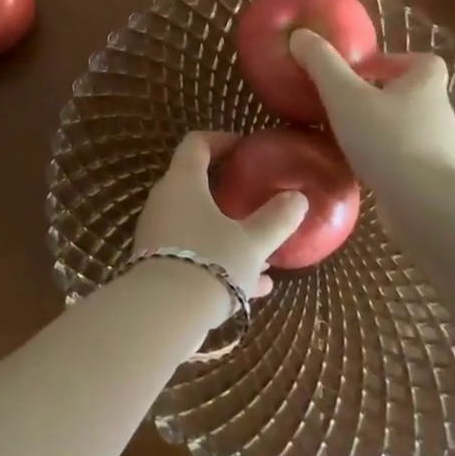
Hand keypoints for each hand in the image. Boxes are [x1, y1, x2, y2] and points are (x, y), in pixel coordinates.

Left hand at [132, 132, 308, 314]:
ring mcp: (158, 233)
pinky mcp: (156, 264)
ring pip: (197, 224)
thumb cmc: (210, 262)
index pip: (196, 144)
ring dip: (228, 234)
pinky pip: (192, 253)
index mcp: (183, 181)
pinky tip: (254, 287)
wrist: (162, 314)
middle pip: (195, 185)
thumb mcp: (252, 242)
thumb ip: (276, 219)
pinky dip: (219, 261)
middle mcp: (165, 201)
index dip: (220, 140)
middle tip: (255, 199)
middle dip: (228, 194)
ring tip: (264, 253)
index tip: (244, 148)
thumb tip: (298, 198)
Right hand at [288, 30, 454, 186]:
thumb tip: (299, 35)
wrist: (424, 205)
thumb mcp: (344, 94)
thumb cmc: (386, 139)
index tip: (362, 72)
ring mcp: (439, 148)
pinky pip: (405, 158)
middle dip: (380, 95)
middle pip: (412, 94)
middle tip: (345, 102)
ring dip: (381, 127)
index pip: (422, 61)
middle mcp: (438, 113)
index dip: (393, 61)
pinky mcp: (432, 179)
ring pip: (408, 127)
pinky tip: (358, 167)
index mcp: (426, 84)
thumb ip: (321, 63)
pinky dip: (384, 158)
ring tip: (346, 135)